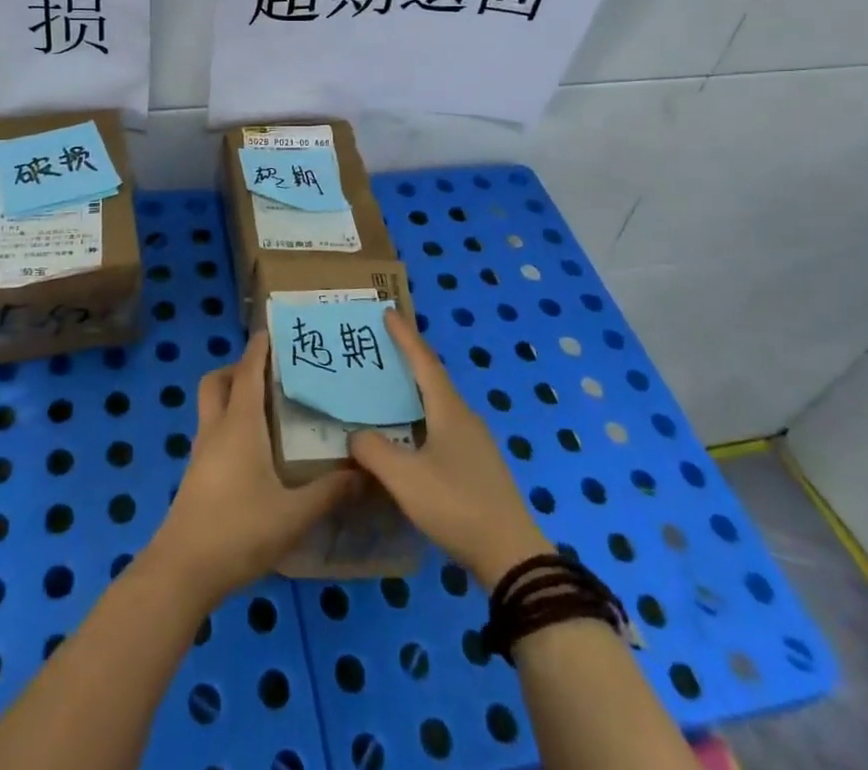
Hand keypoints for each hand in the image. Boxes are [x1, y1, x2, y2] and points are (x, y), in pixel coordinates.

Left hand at [147, 331, 355, 606]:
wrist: (182, 571)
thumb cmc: (238, 531)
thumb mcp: (293, 515)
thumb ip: (329, 492)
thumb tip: (364, 471)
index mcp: (239, 424)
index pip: (248, 371)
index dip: (259, 347)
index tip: (274, 330)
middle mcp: (216, 428)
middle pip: (218, 380)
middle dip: (238, 368)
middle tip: (269, 373)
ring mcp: (201, 452)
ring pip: (211, 406)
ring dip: (232, 396)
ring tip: (268, 409)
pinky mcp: (196, 475)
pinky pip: (212, 432)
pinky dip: (229, 425)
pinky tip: (254, 451)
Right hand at [351, 310, 552, 589]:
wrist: (511, 556)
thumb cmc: (456, 505)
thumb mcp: (405, 478)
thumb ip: (374, 451)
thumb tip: (355, 435)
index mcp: (449, 410)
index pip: (423, 361)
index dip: (405, 336)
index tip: (388, 312)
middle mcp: (464, 417)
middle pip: (433, 378)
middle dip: (408, 360)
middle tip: (381, 348)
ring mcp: (475, 443)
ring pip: (439, 405)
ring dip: (415, 391)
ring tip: (389, 389)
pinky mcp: (477, 467)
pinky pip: (443, 427)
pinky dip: (422, 418)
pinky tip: (409, 436)